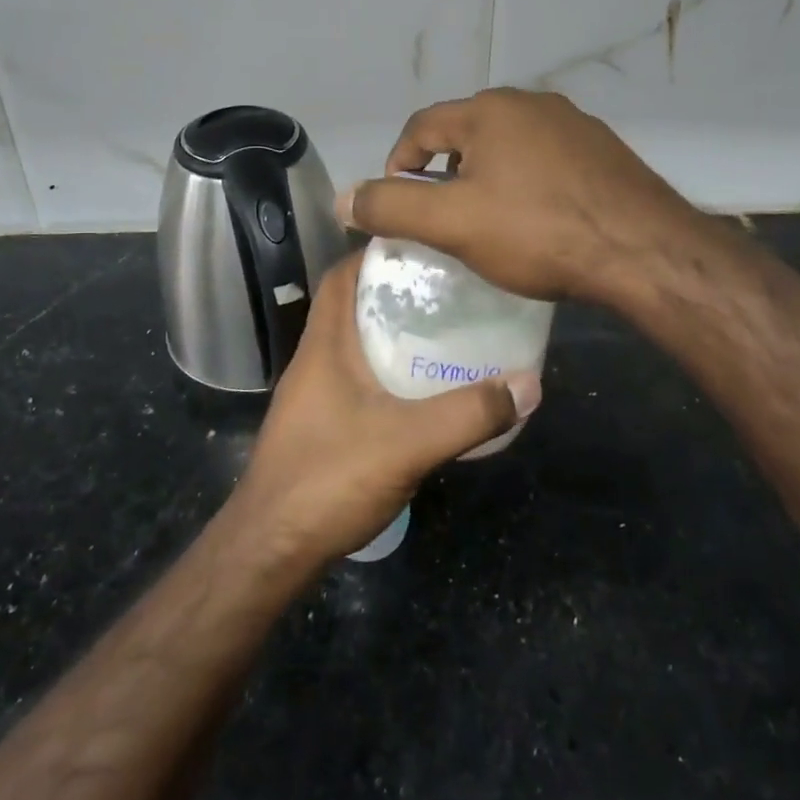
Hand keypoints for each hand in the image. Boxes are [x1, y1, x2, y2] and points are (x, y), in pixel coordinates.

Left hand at [227, 255, 541, 567]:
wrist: (270, 551)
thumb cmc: (328, 480)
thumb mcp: (408, 443)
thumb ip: (469, 414)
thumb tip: (529, 383)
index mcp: (326, 346)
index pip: (342, 276)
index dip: (377, 254)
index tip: (426, 247)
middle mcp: (316, 361)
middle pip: (354, 306)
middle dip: (398, 292)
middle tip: (451, 288)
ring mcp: (316, 396)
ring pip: (358, 346)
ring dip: (395, 334)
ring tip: (448, 331)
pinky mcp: (322, 426)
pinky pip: (360, 380)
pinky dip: (390, 373)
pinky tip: (424, 391)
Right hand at [337, 88, 700, 305]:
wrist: (641, 249)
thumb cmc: (538, 232)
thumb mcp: (453, 224)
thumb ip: (392, 207)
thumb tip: (343, 198)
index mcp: (490, 110)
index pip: (422, 125)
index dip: (398, 162)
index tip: (397, 203)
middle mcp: (532, 103)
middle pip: (466, 132)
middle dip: (443, 170)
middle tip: (441, 216)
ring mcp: (574, 124)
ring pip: (509, 145)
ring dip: (486, 176)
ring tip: (486, 220)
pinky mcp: (603, 150)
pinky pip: (546, 159)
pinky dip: (526, 182)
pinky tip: (536, 218)